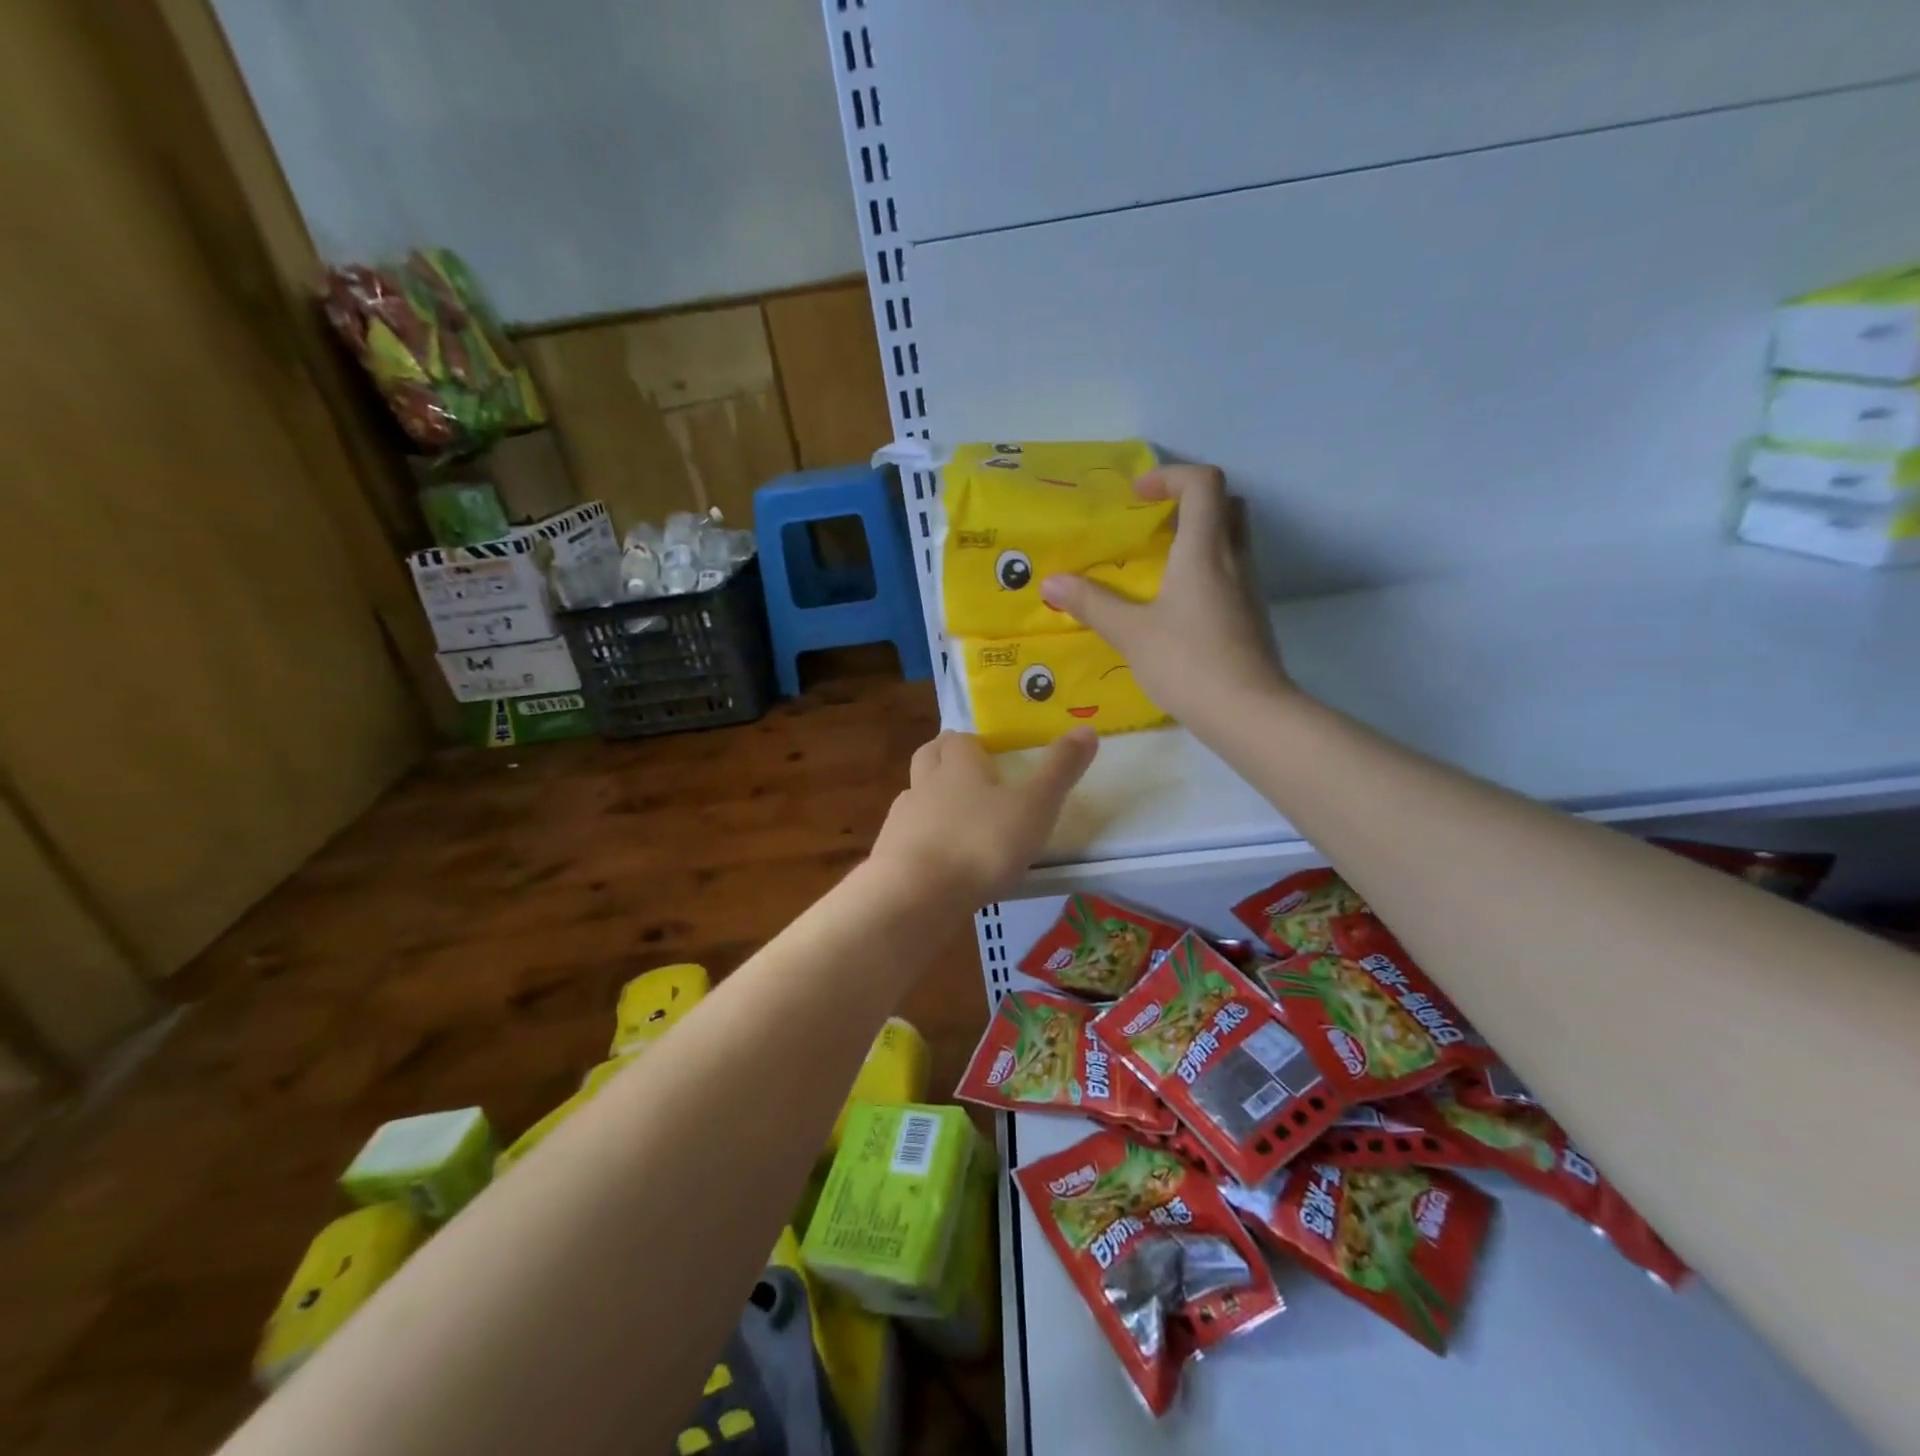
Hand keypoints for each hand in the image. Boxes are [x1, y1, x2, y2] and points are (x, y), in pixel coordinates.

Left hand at [871, 729, 1096, 901]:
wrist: (917, 895)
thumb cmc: (982, 843)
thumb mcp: (1035, 806)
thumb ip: (1060, 770)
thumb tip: (1087, 729)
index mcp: (958, 765)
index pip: (959, 739)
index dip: (972, 743)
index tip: (988, 754)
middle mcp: (925, 783)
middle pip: (928, 757)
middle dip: (943, 758)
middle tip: (966, 773)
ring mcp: (902, 819)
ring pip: (914, 795)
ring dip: (930, 799)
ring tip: (954, 820)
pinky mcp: (889, 853)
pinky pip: (905, 835)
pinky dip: (921, 839)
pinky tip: (938, 859)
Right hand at [1039, 464, 1289, 728]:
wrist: (1247, 712)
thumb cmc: (1187, 662)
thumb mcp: (1131, 633)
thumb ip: (1092, 604)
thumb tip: (1052, 583)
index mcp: (1204, 550)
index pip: (1203, 484)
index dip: (1170, 476)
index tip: (1137, 496)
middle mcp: (1234, 559)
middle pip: (1227, 504)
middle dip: (1190, 502)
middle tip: (1154, 524)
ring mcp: (1248, 588)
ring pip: (1231, 540)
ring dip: (1198, 537)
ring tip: (1157, 565)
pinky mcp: (1250, 616)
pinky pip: (1230, 573)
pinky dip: (1205, 570)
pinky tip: (1176, 604)